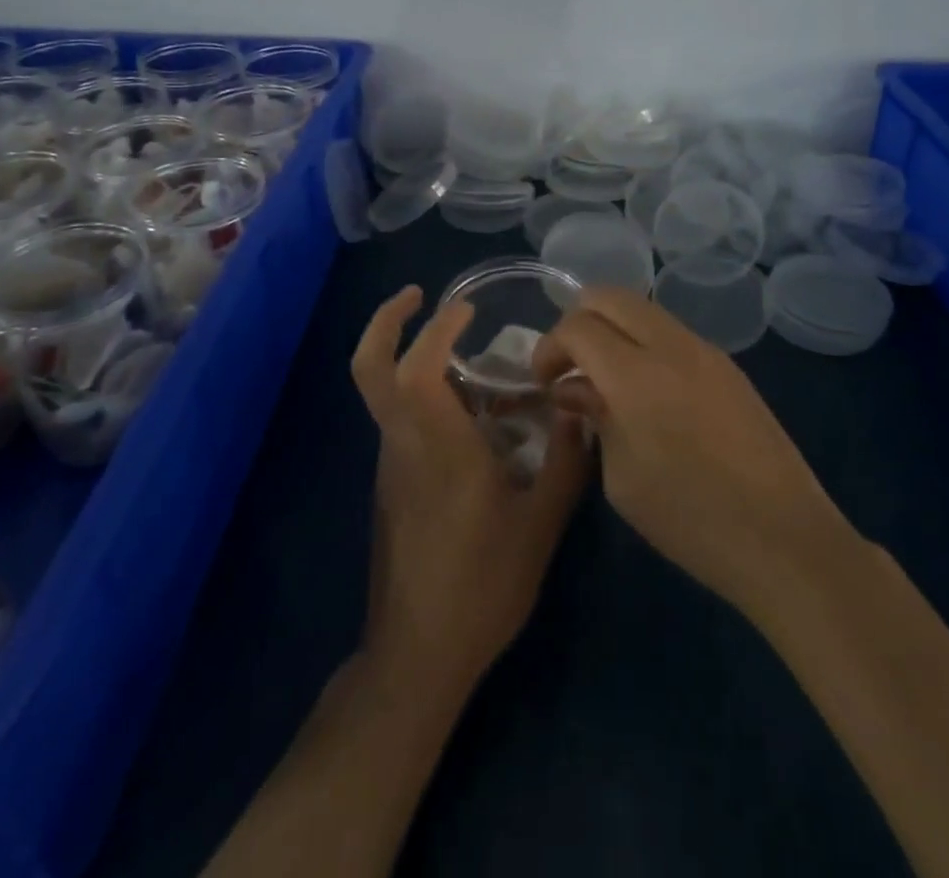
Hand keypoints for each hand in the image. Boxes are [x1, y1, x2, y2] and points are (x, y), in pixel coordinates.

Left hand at [351, 286, 589, 689]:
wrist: (419, 654)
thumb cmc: (482, 586)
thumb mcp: (541, 525)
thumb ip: (564, 462)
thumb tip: (580, 411)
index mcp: (438, 447)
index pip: (416, 369)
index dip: (435, 328)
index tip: (466, 310)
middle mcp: (404, 444)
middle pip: (369, 369)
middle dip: (385, 322)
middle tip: (419, 295)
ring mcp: (391, 464)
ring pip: (386, 392)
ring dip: (415, 359)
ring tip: (473, 358)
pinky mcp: (392, 484)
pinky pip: (403, 421)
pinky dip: (427, 397)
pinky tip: (475, 418)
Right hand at [532, 289, 841, 616]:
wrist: (785, 538)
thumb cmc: (690, 519)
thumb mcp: (621, 477)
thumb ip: (594, 418)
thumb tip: (576, 390)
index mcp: (636, 374)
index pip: (578, 326)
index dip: (550, 347)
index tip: (543, 382)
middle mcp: (671, 345)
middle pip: (610, 296)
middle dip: (578, 321)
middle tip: (569, 366)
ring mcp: (706, 351)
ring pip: (644, 310)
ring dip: (614, 330)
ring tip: (605, 379)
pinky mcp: (729, 367)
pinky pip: (673, 334)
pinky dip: (645, 345)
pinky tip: (647, 392)